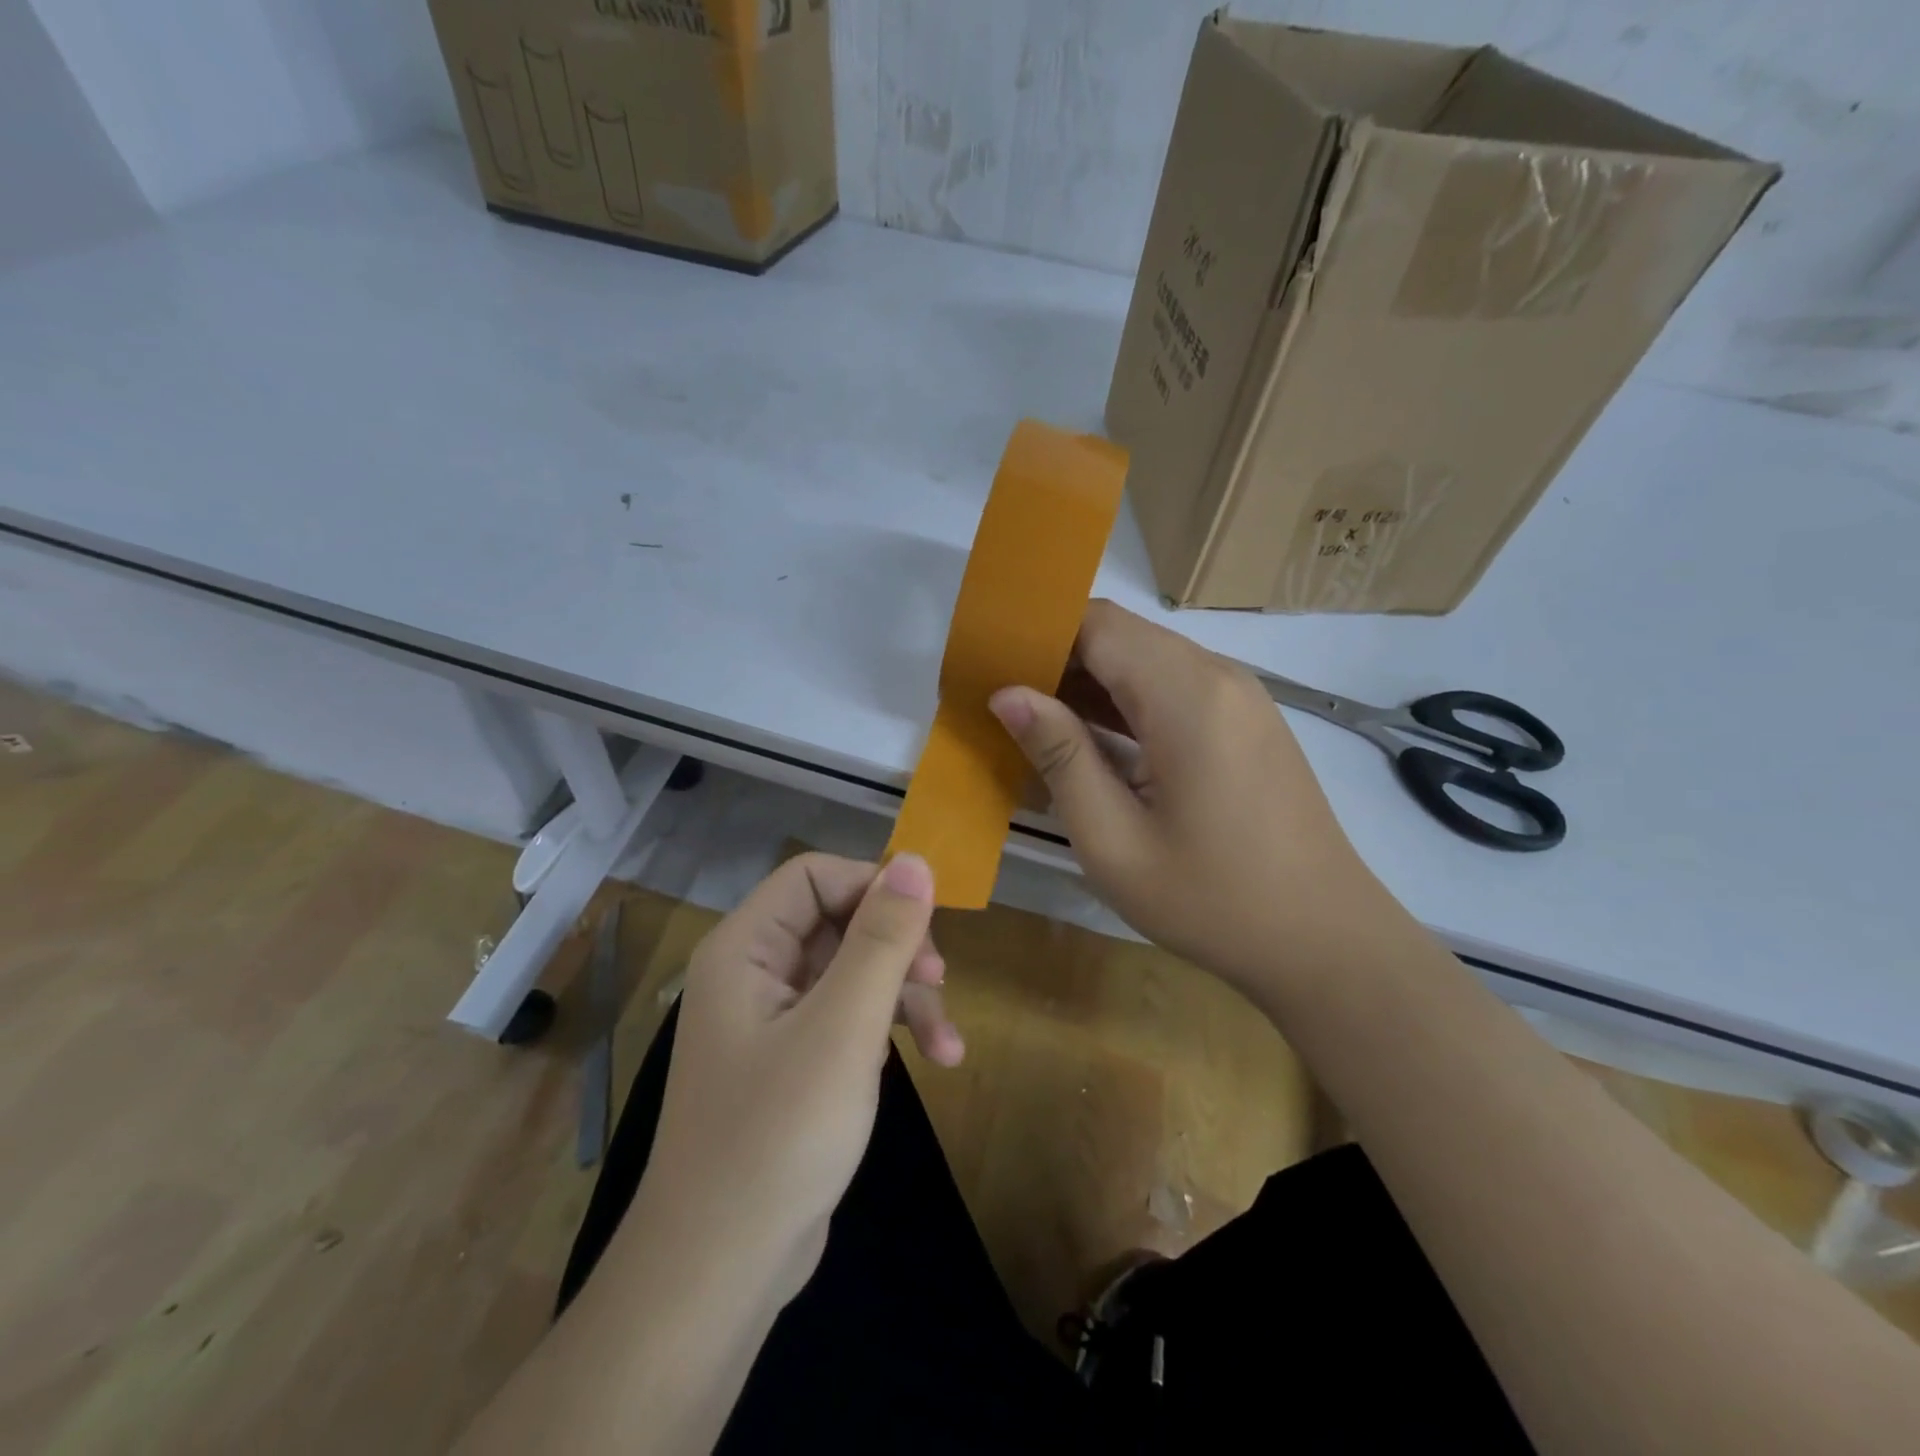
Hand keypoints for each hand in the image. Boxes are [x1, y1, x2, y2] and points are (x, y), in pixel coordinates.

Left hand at [635, 853, 961, 1304]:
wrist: (721, 1272)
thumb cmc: (778, 1136)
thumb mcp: (844, 1028)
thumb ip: (882, 939)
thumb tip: (915, 860)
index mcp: (745, 949)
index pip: (814, 877)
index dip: (873, 886)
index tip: (926, 921)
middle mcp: (754, 973)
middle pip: (839, 921)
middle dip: (897, 947)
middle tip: (941, 976)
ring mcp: (774, 1019)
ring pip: (853, 971)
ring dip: (906, 994)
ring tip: (949, 1042)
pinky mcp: (795, 1061)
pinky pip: (849, 1017)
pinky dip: (890, 1030)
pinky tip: (931, 1061)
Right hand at [989, 600, 1391, 998]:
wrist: (1324, 941)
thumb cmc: (1211, 900)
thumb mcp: (1114, 839)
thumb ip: (1060, 756)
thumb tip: (1008, 694)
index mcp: (1186, 696)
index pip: (1098, 624)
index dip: (1040, 634)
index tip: (991, 665)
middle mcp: (1218, 676)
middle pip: (1122, 636)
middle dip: (1059, 657)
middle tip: (1002, 700)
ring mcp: (1240, 696)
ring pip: (1147, 660)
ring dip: (1091, 681)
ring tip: (1036, 720)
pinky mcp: (1247, 721)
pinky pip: (1174, 688)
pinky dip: (1127, 702)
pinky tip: (1093, 740)